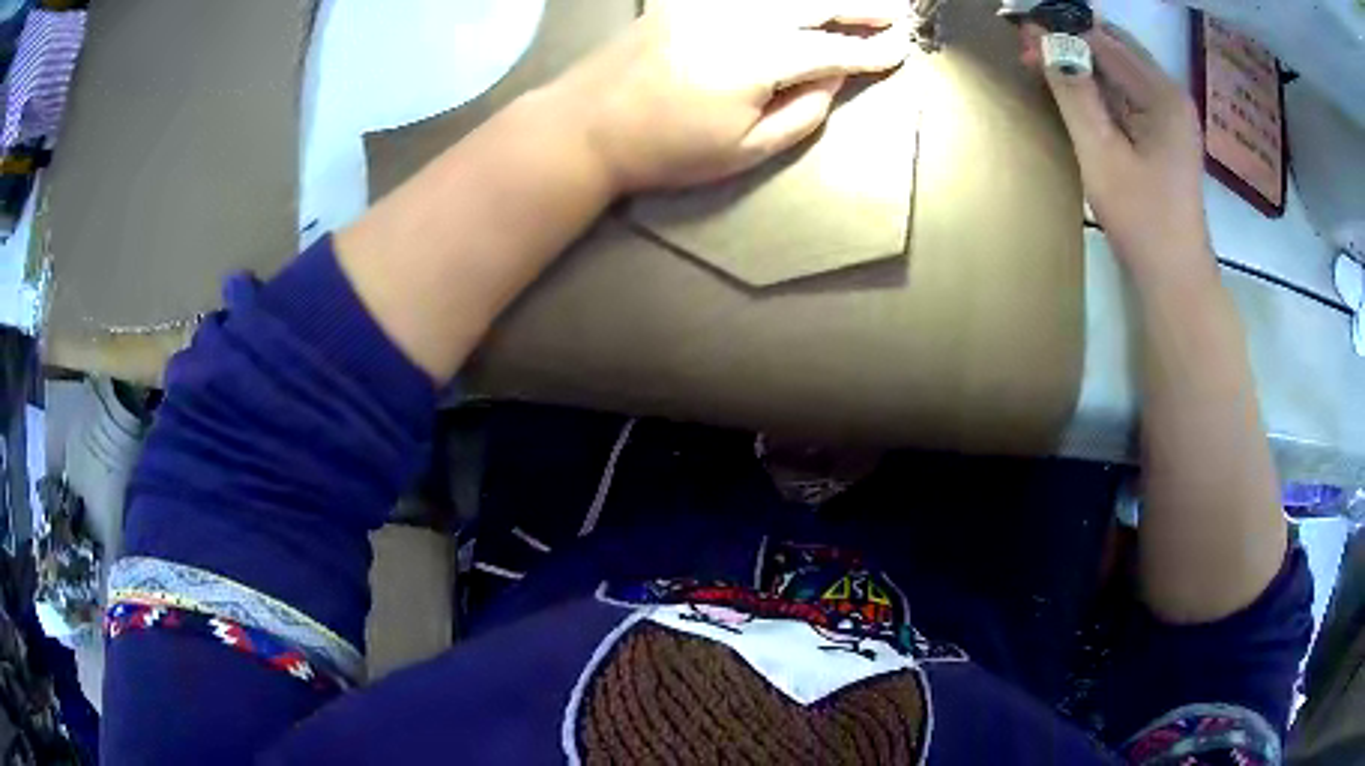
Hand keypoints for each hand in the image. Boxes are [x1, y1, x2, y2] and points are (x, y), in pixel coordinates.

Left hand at [541, 0, 911, 191]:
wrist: (586, 125)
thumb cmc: (666, 149)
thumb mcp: (744, 150)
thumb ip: (801, 114)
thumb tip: (831, 79)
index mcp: (759, 59)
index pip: (831, 50)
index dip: (870, 52)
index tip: (900, 51)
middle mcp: (739, 18)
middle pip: (813, 5)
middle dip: (860, 8)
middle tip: (894, 12)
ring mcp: (708, 4)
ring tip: (854, 3)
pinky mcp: (685, 1)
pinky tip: (795, 2)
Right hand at [1022, 23, 1213, 287]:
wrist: (1176, 277)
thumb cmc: (1142, 221)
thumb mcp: (1101, 155)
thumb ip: (1074, 94)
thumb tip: (1043, 42)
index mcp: (1162, 94)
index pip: (1103, 41)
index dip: (1061, 30)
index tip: (1021, 29)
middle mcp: (1171, 93)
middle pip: (1113, 49)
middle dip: (1070, 43)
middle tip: (1027, 49)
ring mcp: (1171, 113)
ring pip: (1118, 69)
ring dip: (1081, 65)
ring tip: (1040, 66)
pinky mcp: (1166, 130)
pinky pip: (1126, 93)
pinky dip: (1098, 87)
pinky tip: (1074, 92)